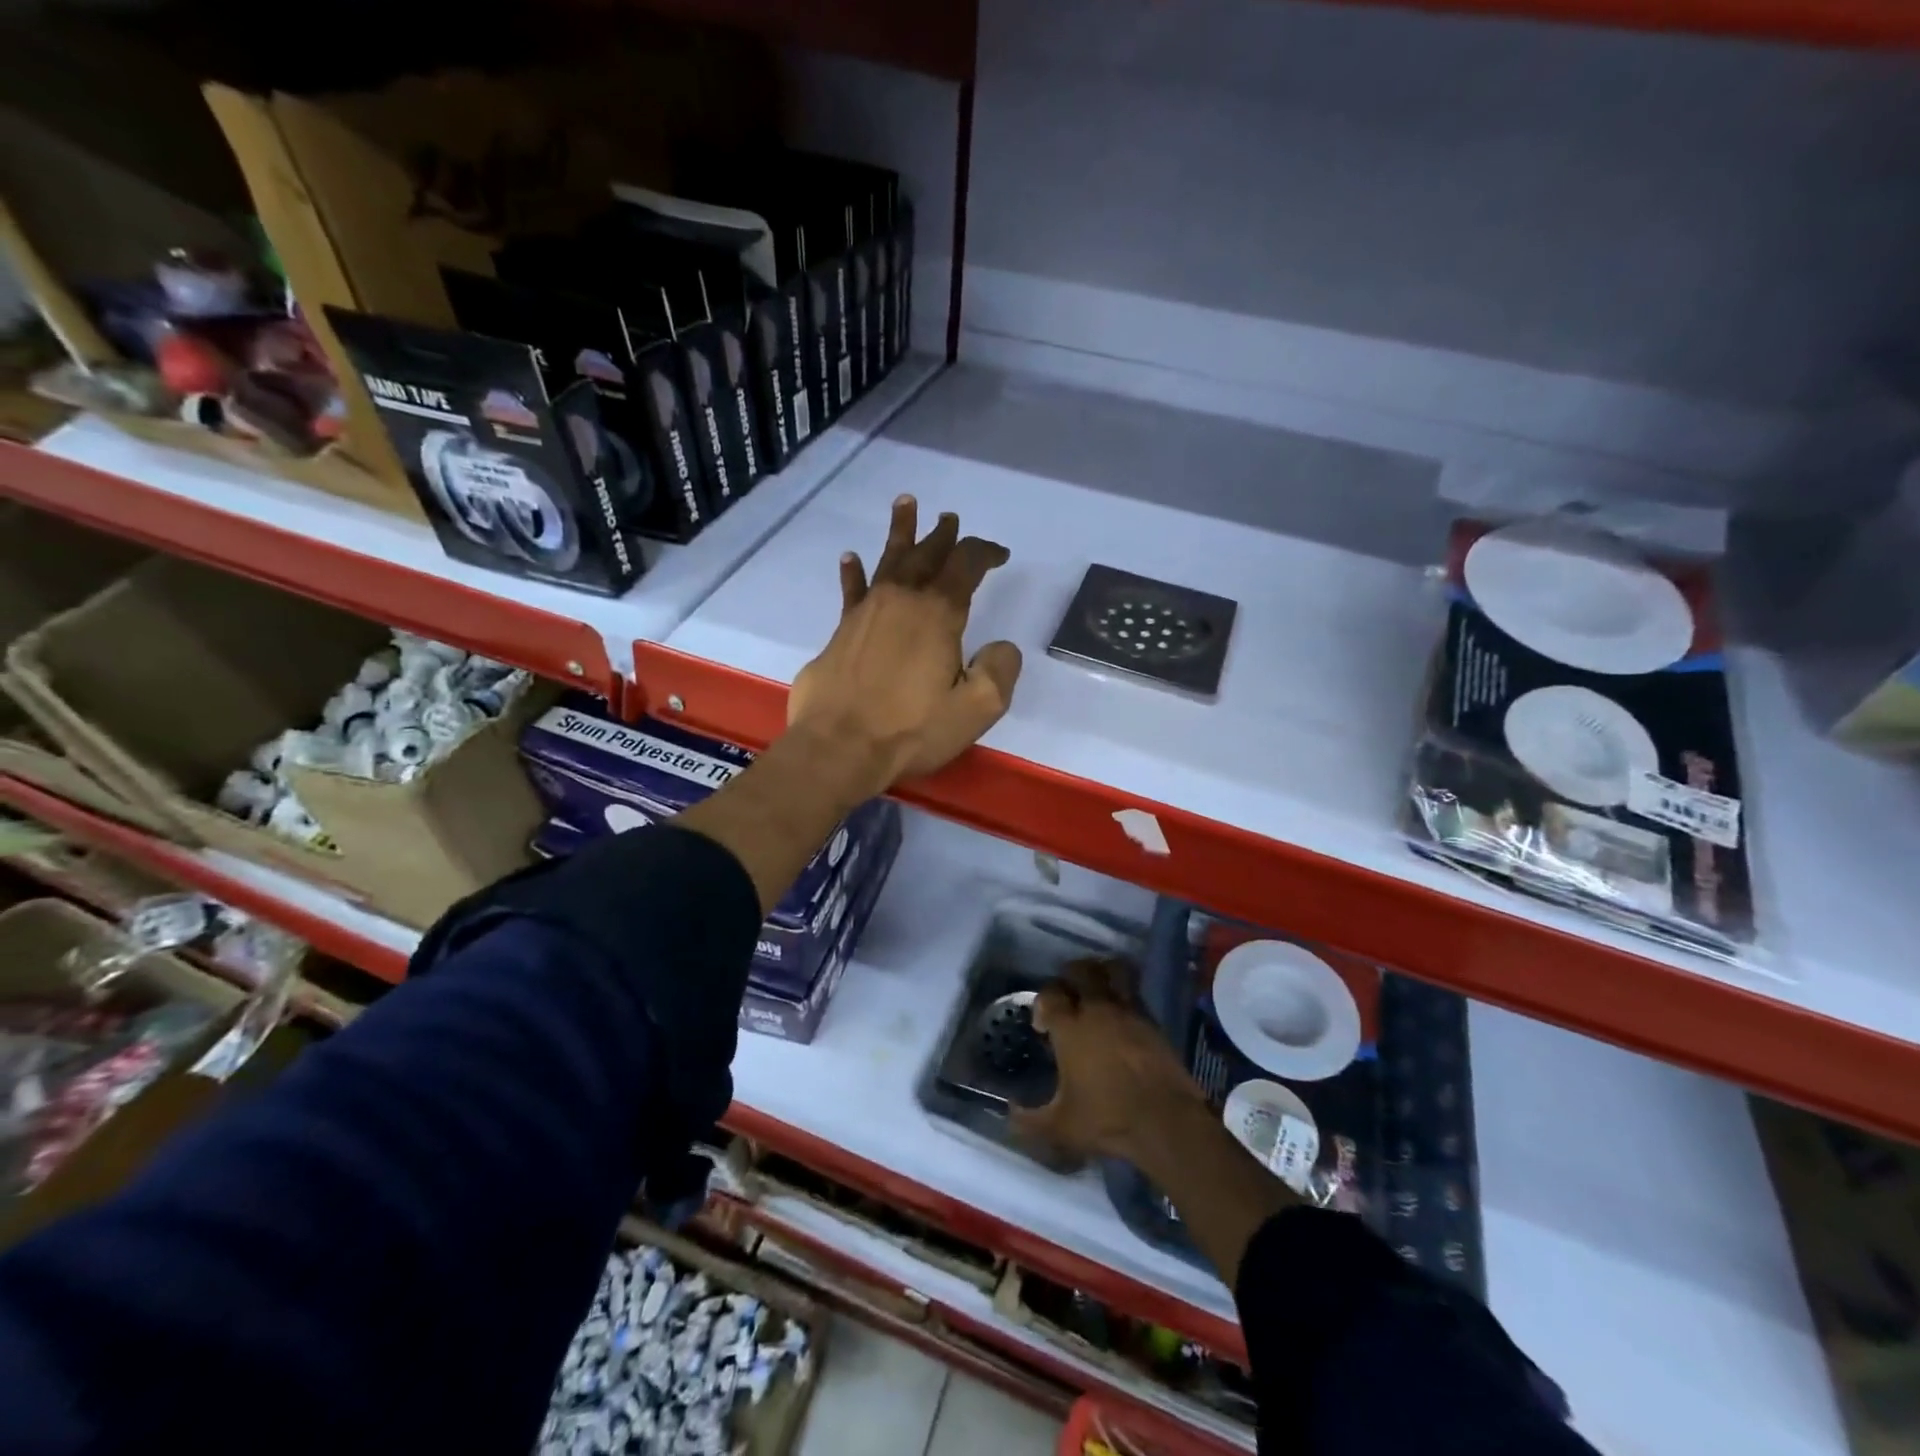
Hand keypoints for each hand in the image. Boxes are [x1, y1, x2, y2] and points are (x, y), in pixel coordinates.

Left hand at [787, 495, 1020, 795]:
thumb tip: (1001, 647)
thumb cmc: (911, 729)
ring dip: (900, 533)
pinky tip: (850, 558)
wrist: (839, 746)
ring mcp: (867, 612)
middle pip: (926, 555)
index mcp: (938, 614)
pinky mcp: (842, 631)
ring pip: (888, 561)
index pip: (966, 566)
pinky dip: (853, 573)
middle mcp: (902, 601)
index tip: (1000, 554)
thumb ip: (999, 671)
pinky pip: (852, 591)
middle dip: (942, 536)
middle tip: (949, 518)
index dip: (985, 553)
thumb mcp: (976, 709)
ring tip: (905, 504)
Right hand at [1011, 959, 1211, 1169]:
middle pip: (1081, 970)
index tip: (1042, 1025)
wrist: (1166, 1121)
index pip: (1051, 994)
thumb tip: (1009, 1113)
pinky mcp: (1152, 1021)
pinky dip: (1124, 996)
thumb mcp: (1060, 1127)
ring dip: (1101, 975)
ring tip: (1095, 993)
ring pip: (1113, 972)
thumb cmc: (1108, 1119)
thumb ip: (1028, 1121)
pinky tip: (1120, 1018)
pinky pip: (1133, 994)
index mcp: (1071, 1028)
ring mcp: (1129, 1011)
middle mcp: (1098, 1009)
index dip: (1042, 1003)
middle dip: (1070, 976)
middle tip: (1067, 997)